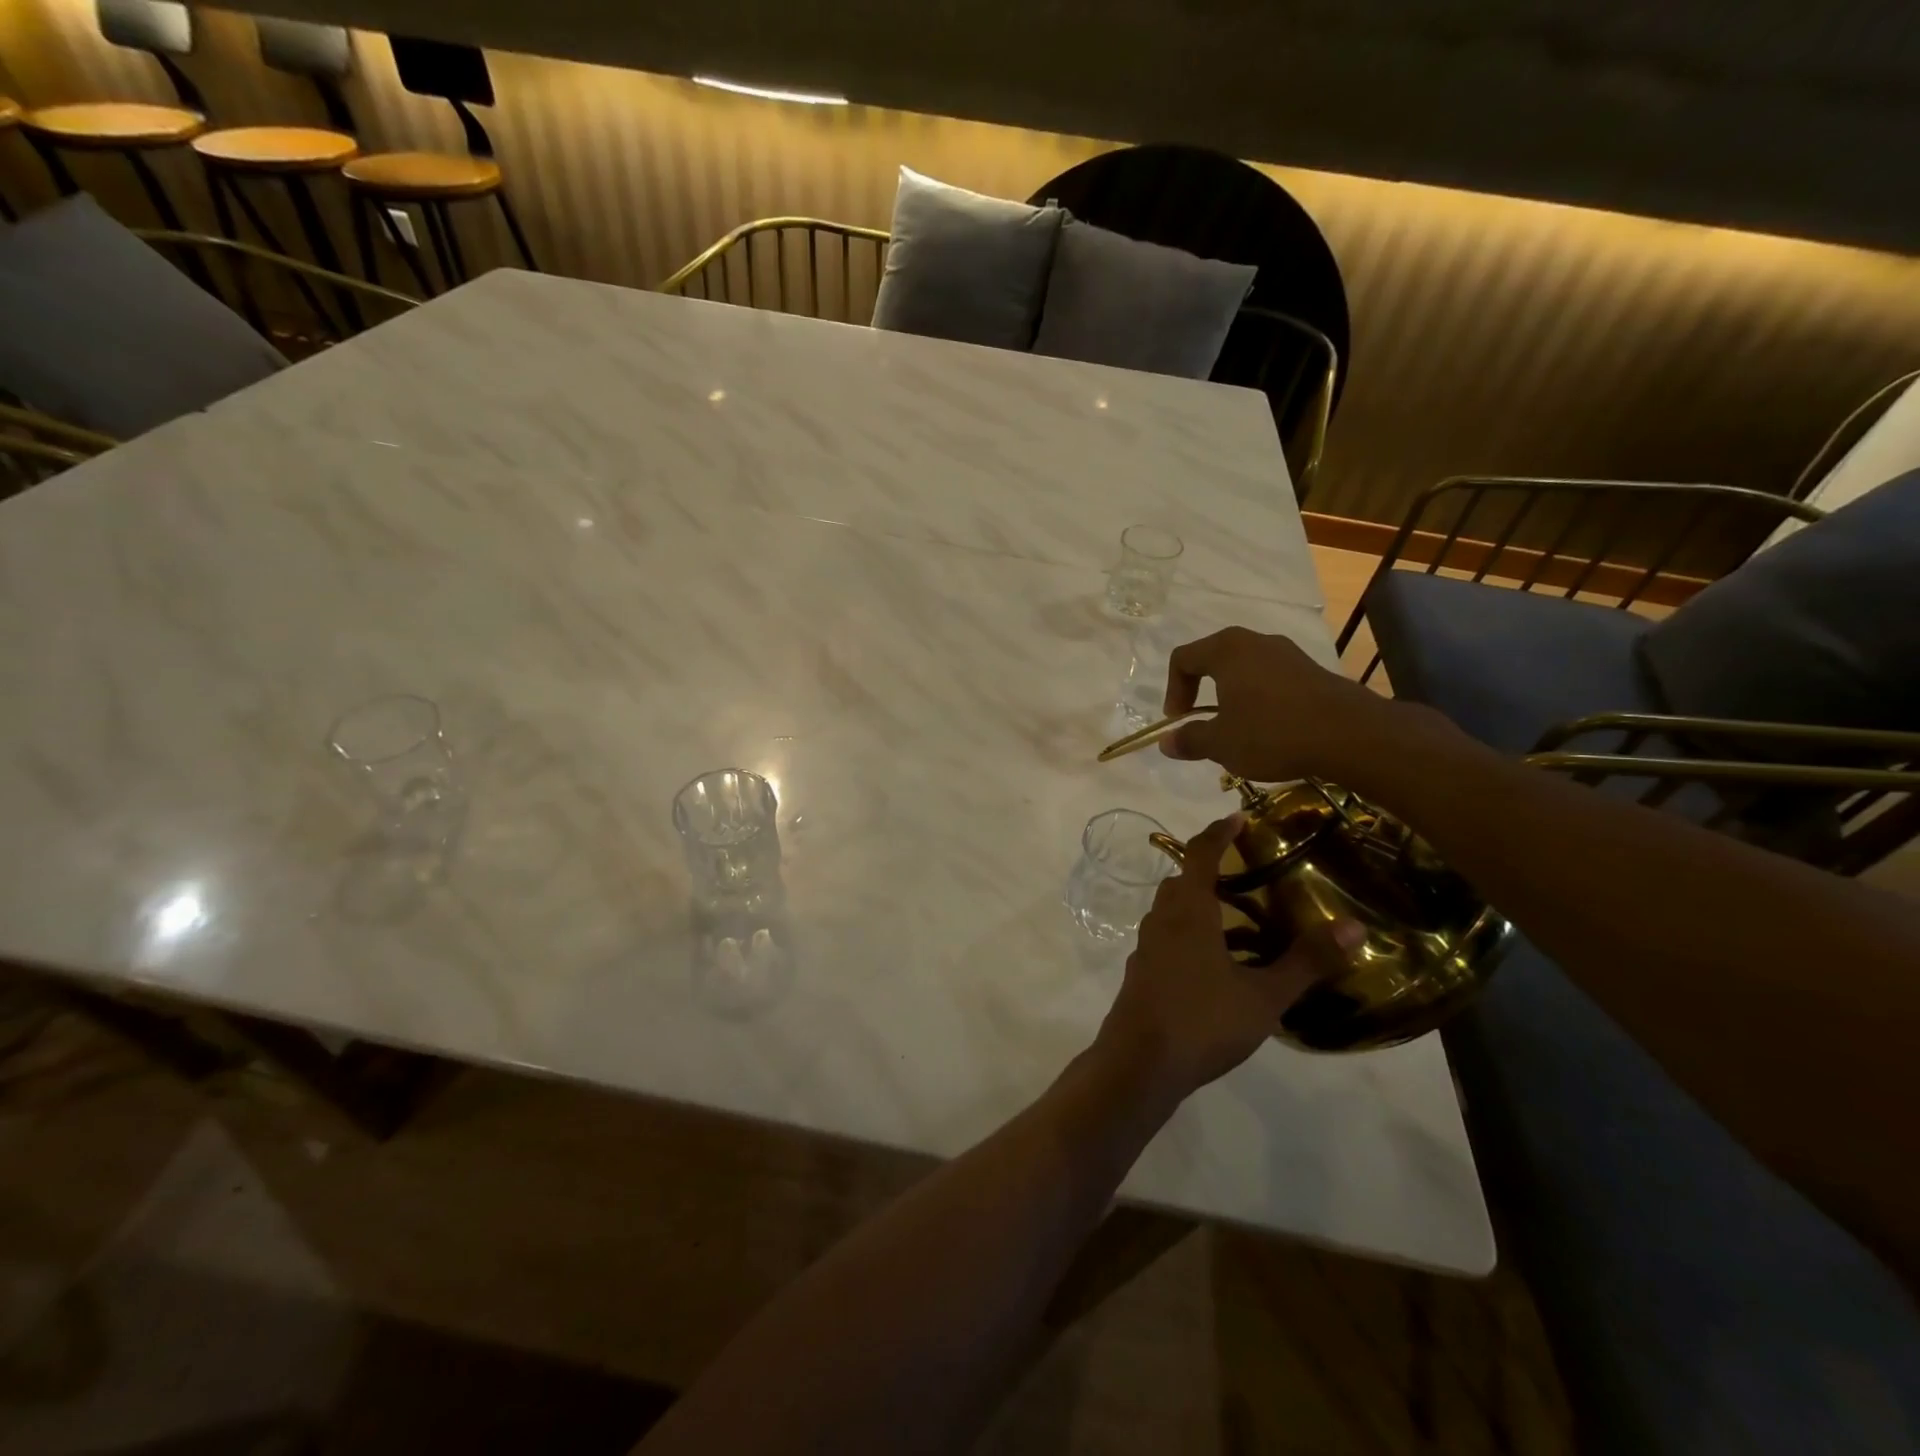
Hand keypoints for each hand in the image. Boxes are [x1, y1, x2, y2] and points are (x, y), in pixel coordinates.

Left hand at [1096, 814, 1364, 1102]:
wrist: (1139, 1064)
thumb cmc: (1202, 1020)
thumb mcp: (1264, 995)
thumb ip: (1306, 961)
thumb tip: (1354, 926)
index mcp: (1187, 912)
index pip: (1199, 854)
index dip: (1218, 832)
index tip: (1238, 817)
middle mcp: (1161, 921)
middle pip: (1182, 881)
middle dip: (1210, 869)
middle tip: (1247, 871)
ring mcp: (1147, 948)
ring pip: (1173, 912)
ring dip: (1202, 905)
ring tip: (1242, 920)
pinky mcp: (1142, 973)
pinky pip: (1169, 939)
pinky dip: (1193, 935)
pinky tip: (1220, 965)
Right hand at [1159, 627, 1402, 784]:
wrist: (1350, 735)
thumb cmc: (1272, 733)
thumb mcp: (1222, 744)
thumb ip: (1190, 739)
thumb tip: (1166, 742)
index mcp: (1226, 650)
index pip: (1183, 658)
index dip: (1173, 690)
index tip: (1178, 721)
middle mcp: (1255, 642)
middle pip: (1214, 659)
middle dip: (1201, 691)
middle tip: (1203, 722)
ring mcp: (1287, 653)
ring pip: (1245, 669)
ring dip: (1232, 696)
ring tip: (1237, 729)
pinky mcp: (1311, 670)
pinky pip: (1272, 679)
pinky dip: (1260, 699)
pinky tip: (1270, 730)